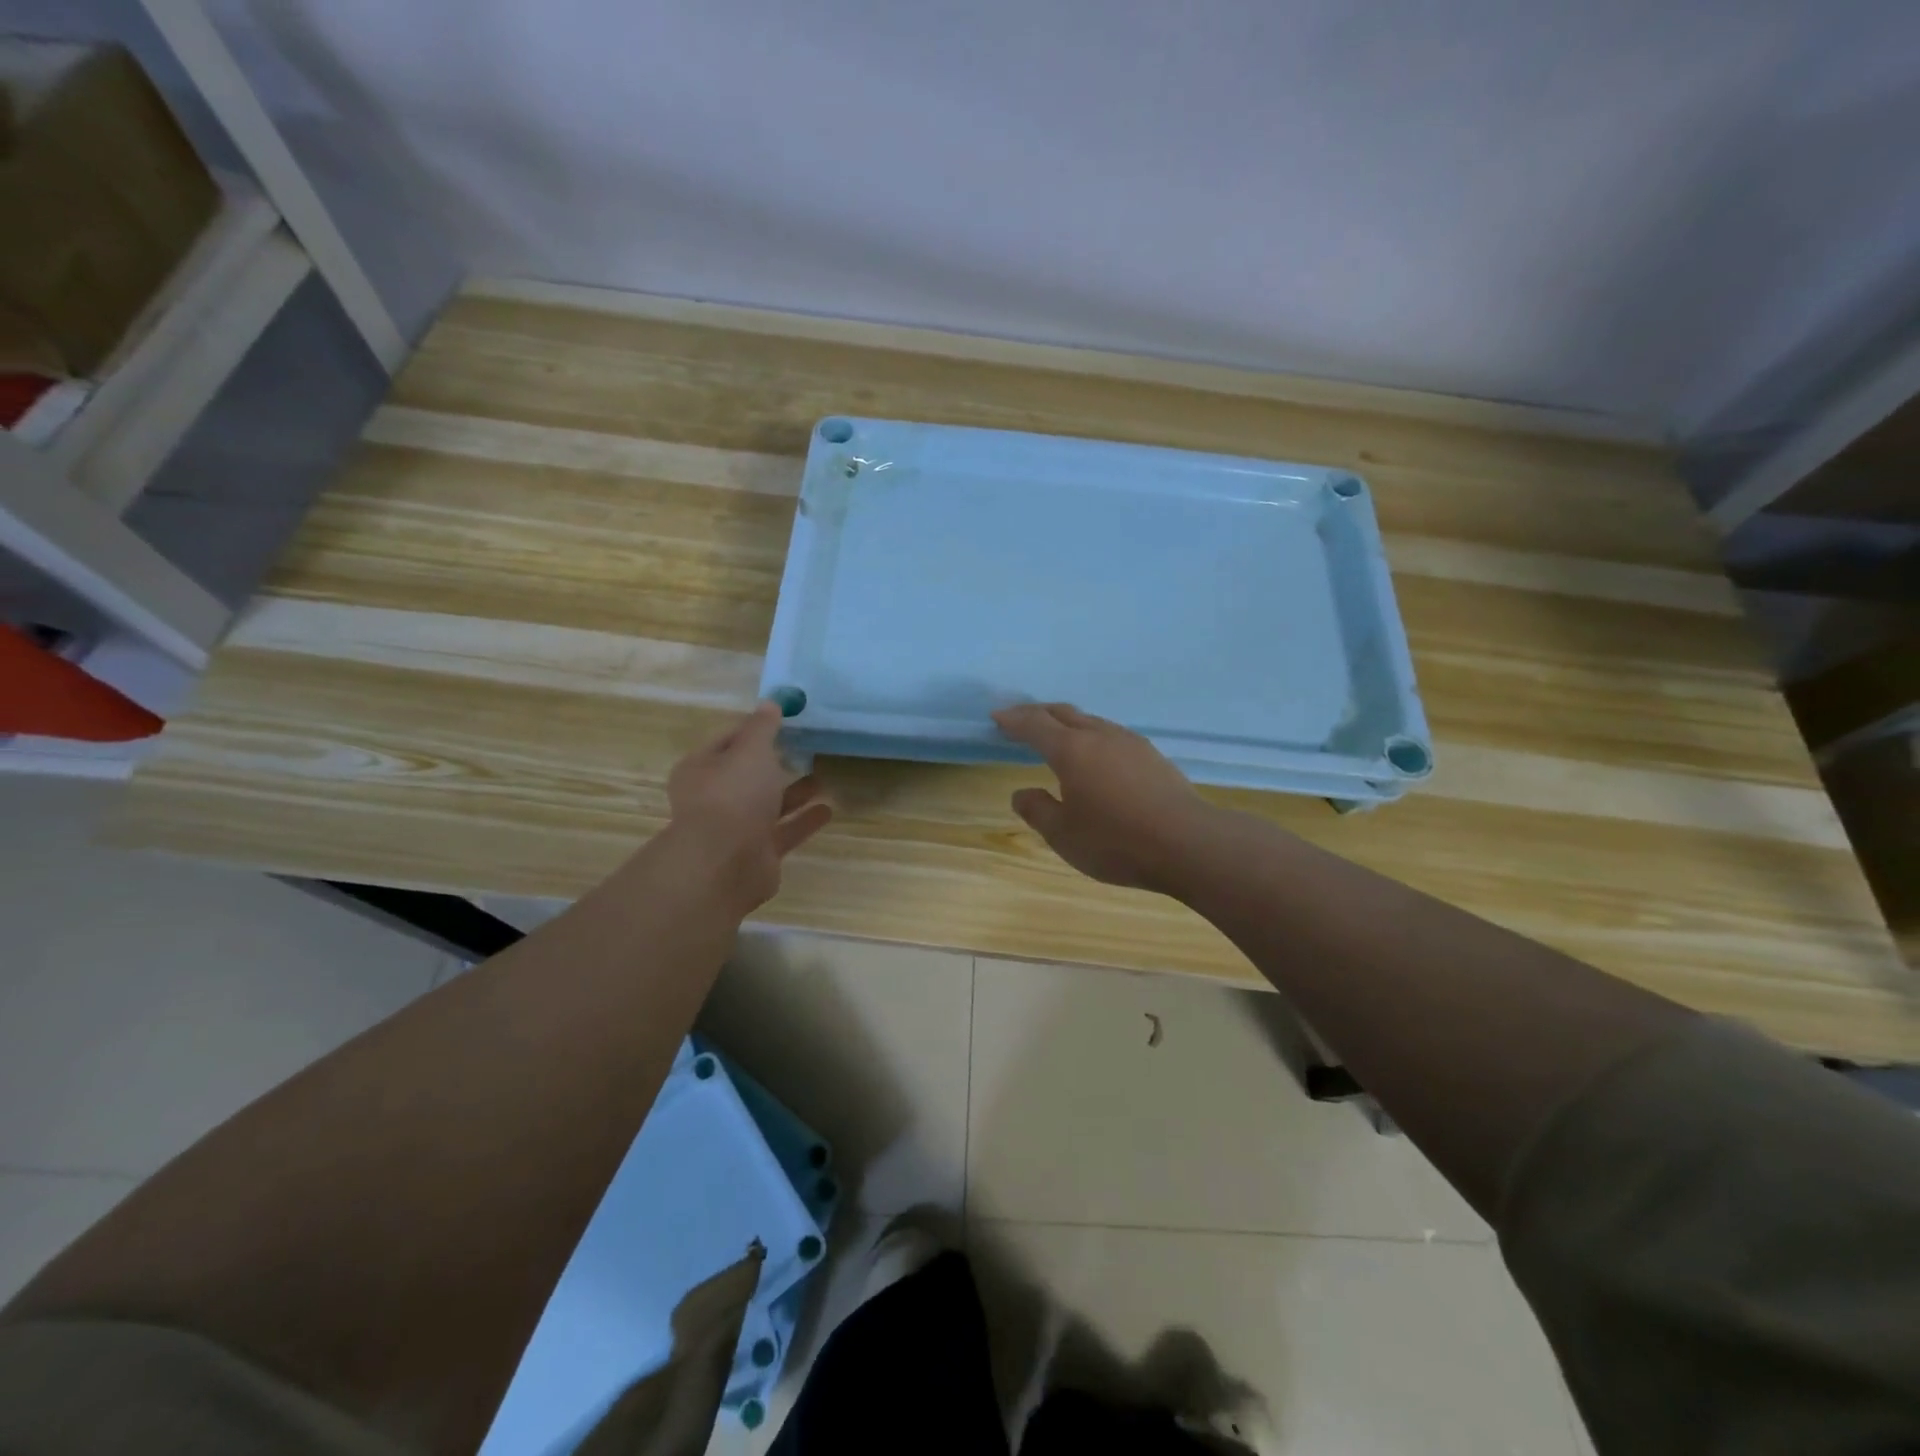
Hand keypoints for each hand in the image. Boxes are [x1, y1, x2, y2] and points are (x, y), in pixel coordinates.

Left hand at [664, 701, 833, 911]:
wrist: (725, 864)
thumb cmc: (733, 795)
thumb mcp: (751, 750)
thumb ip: (762, 728)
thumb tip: (770, 703)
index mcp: (702, 768)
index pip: (729, 740)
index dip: (755, 729)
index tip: (785, 719)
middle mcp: (715, 798)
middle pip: (748, 775)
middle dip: (775, 763)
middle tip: (806, 748)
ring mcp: (736, 829)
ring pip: (768, 804)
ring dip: (794, 792)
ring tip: (823, 777)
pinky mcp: (757, 854)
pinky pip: (784, 831)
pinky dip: (804, 820)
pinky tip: (828, 809)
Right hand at [993, 703, 1221, 894]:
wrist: (1188, 843)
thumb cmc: (1116, 841)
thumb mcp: (1064, 835)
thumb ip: (1038, 810)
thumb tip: (1022, 793)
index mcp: (1071, 750)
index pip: (1035, 725)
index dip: (1013, 720)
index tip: (997, 718)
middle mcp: (1099, 736)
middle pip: (1063, 713)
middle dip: (1038, 713)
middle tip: (1021, 720)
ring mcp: (1130, 742)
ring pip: (1091, 721)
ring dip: (1068, 723)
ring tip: (1058, 736)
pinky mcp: (1152, 755)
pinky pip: (1111, 734)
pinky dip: (1091, 736)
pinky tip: (1097, 755)